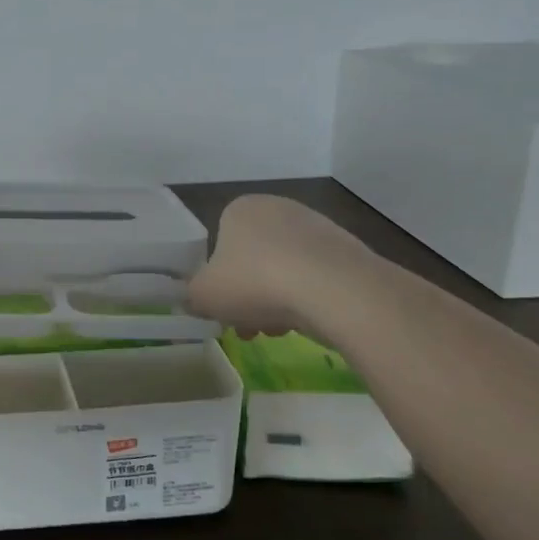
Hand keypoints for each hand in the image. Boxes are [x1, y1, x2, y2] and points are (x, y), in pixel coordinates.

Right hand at [188, 193, 392, 343]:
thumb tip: (194, 301)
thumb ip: (191, 297)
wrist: (336, 290)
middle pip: (253, 260)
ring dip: (276, 301)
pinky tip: (308, 322)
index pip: (220, 244)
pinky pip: (315, 278)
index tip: (223, 308)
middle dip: (248, 296)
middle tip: (248, 326)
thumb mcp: (204, 295)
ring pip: (284, 271)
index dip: (218, 281)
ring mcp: (316, 227)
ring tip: (279, 331)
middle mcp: (277, 208)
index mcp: (240, 209)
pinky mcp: (347, 251)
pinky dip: (308, 299)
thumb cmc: (256, 282)